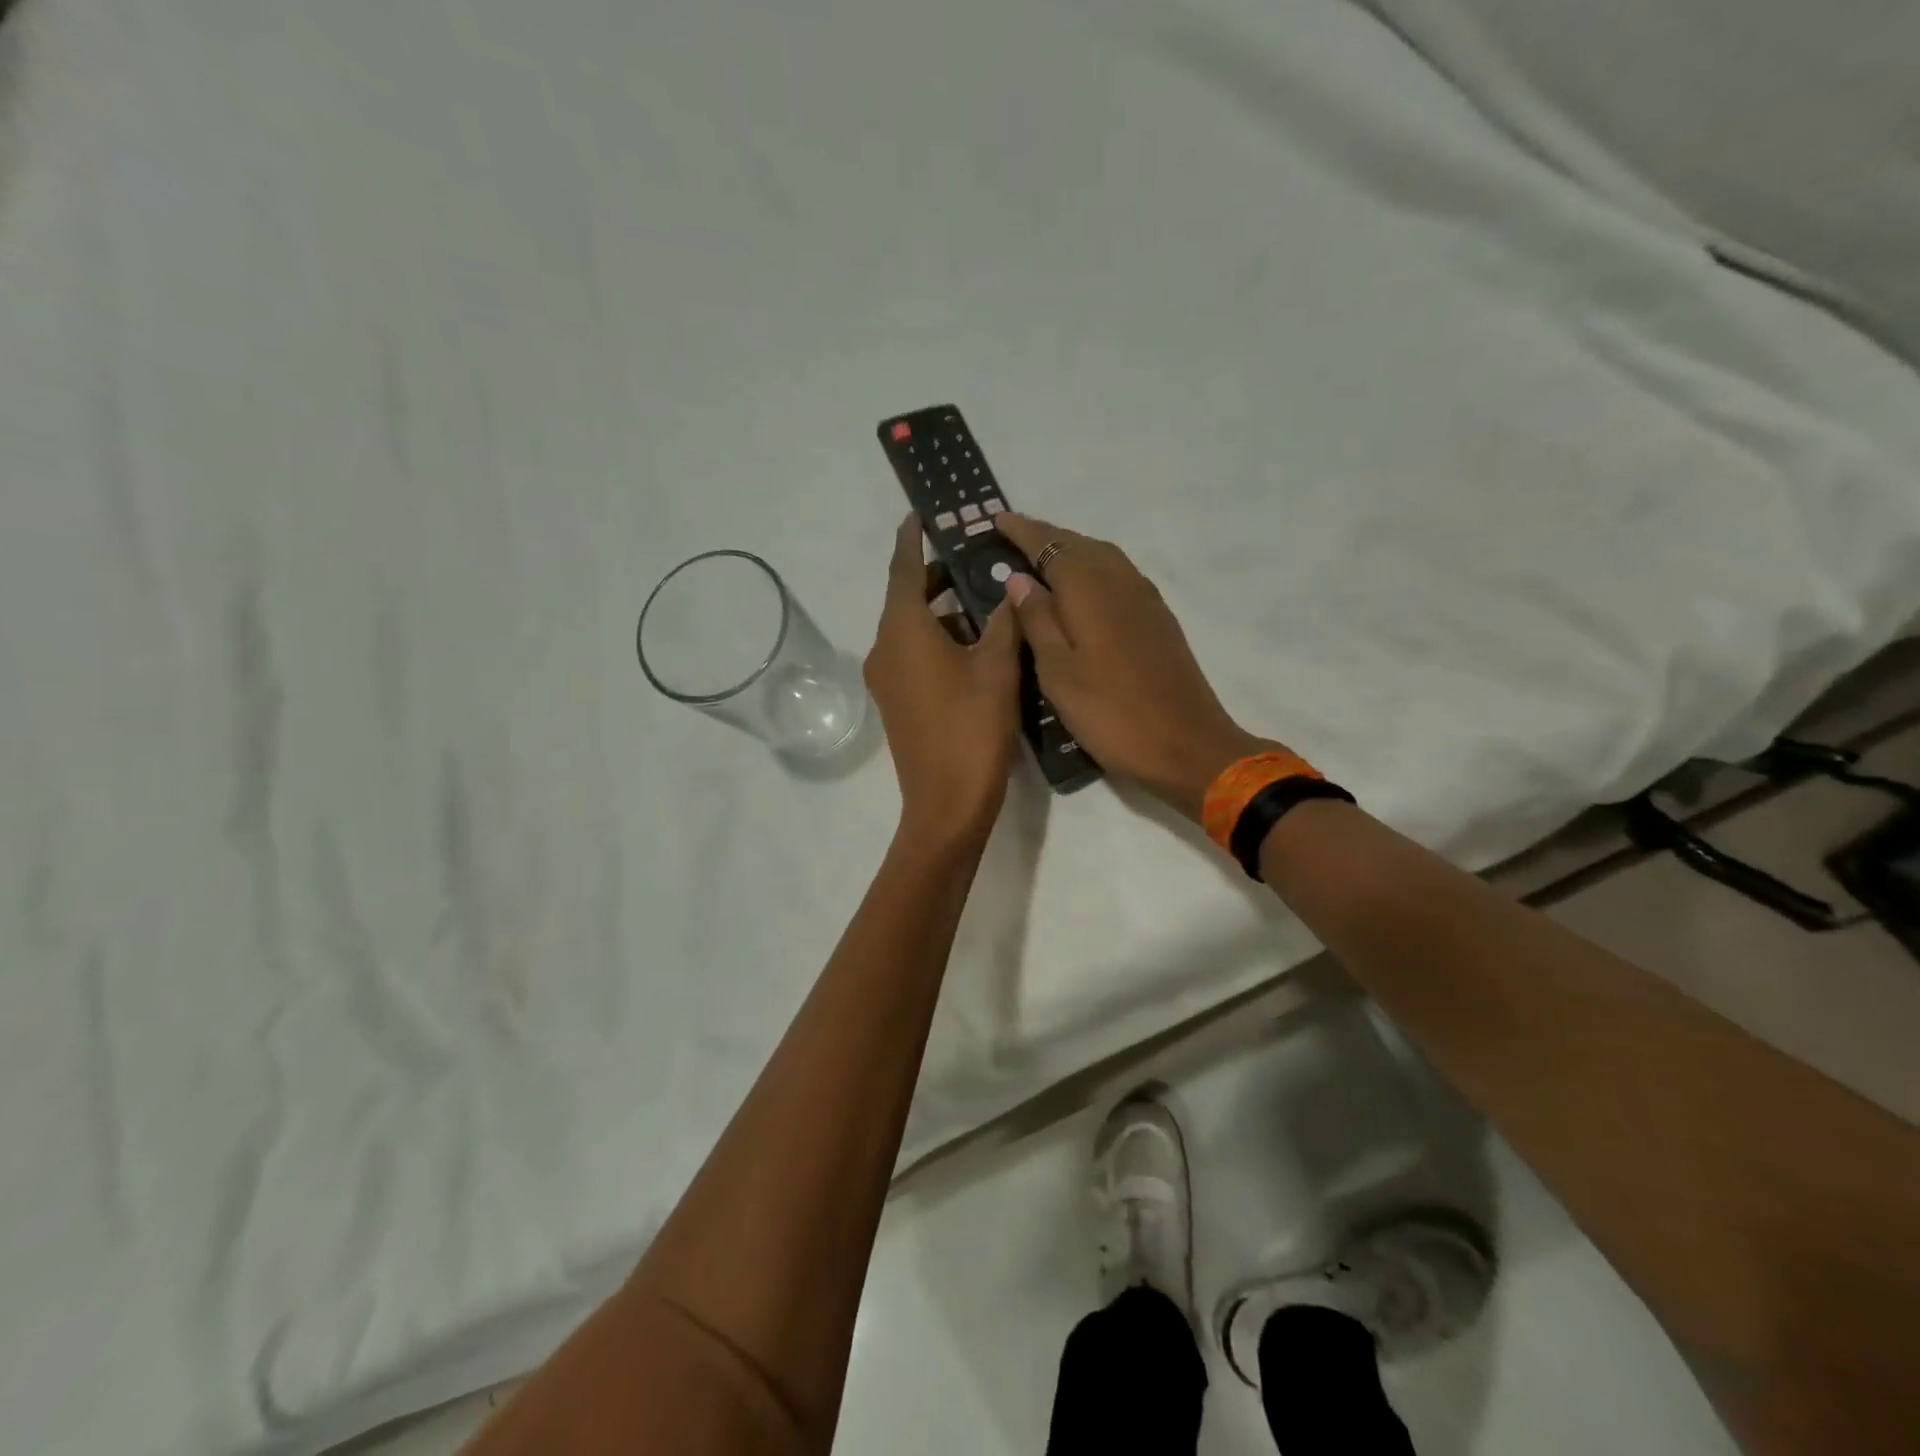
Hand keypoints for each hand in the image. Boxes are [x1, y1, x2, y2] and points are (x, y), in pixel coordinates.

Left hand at [865, 514, 1024, 840]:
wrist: (946, 804)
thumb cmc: (972, 728)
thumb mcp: (997, 667)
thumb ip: (1003, 621)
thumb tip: (1008, 591)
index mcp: (903, 630)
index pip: (904, 569)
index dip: (912, 539)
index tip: (920, 514)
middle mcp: (885, 648)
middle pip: (908, 598)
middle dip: (938, 576)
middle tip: (976, 559)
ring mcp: (887, 679)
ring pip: (913, 628)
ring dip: (943, 611)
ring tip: (986, 600)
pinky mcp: (897, 702)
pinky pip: (914, 654)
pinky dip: (939, 640)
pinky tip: (976, 644)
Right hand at [994, 514, 1278, 821]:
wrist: (1187, 745)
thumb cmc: (1111, 714)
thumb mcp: (1059, 673)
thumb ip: (1037, 621)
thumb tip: (1018, 578)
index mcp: (1090, 590)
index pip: (1051, 546)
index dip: (1023, 531)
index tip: (997, 519)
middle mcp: (1121, 582)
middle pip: (1080, 545)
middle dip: (1046, 537)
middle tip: (1013, 539)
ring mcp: (1145, 599)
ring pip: (1103, 558)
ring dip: (1072, 551)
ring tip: (1042, 562)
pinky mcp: (1159, 619)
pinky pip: (1119, 576)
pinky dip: (1093, 571)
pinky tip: (1082, 592)